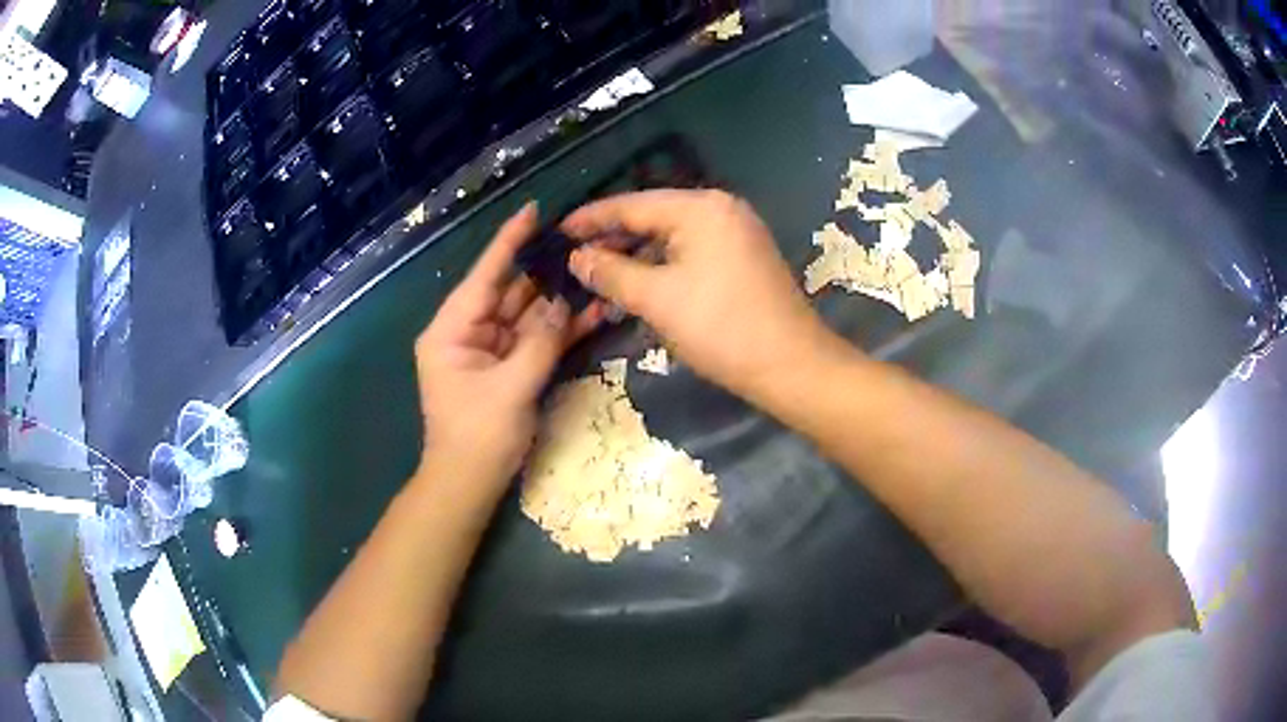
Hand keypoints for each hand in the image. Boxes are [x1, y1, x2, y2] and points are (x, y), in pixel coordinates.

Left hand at [415, 203, 600, 494]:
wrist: (470, 484)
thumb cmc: (478, 436)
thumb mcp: (511, 388)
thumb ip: (541, 342)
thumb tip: (566, 303)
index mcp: (452, 330)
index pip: (484, 276)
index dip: (509, 242)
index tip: (532, 211)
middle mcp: (469, 332)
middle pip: (510, 292)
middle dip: (544, 270)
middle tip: (580, 241)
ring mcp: (490, 350)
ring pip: (528, 315)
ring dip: (559, 299)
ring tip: (594, 270)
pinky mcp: (509, 367)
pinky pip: (536, 341)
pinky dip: (560, 331)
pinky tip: (592, 311)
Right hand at [563, 190, 839, 399]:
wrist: (792, 366)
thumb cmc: (722, 328)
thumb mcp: (657, 299)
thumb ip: (611, 273)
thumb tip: (577, 258)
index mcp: (701, 208)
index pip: (632, 205)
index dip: (591, 218)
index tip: (557, 231)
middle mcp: (721, 209)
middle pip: (653, 216)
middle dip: (613, 238)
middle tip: (574, 257)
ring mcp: (737, 232)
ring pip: (673, 235)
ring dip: (637, 254)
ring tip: (600, 273)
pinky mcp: (744, 257)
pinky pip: (692, 251)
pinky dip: (663, 265)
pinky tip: (640, 282)